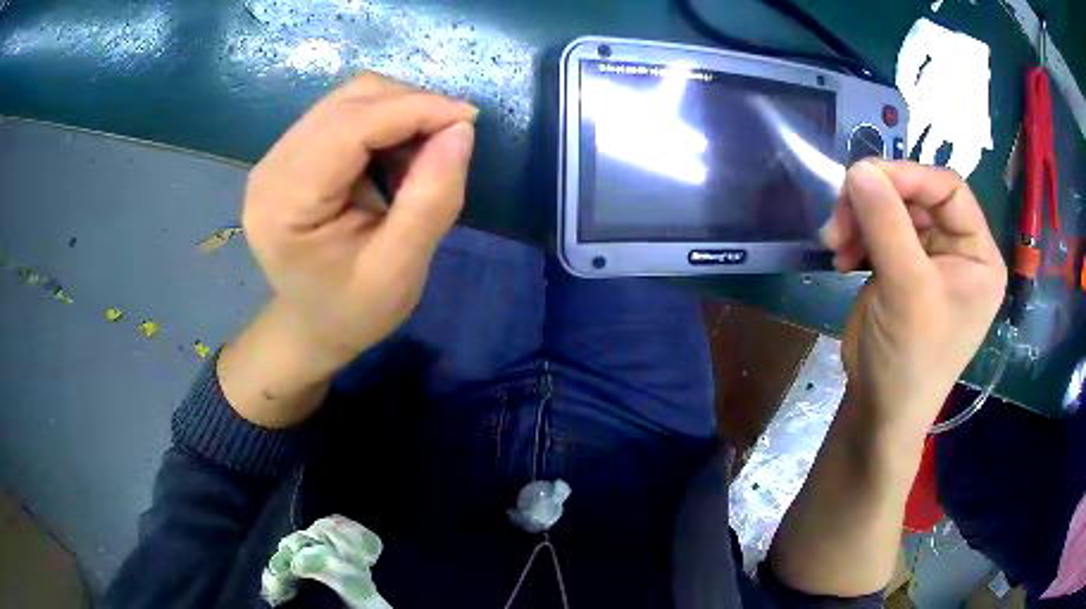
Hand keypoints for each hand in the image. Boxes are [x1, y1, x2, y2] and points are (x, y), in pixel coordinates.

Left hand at [242, 73, 476, 376]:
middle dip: (410, 106)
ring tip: (423, 154)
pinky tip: (397, 155)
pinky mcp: (291, 152)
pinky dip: (384, 121)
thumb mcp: (400, 270)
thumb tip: (461, 129)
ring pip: (349, 98)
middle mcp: (271, 168)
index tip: (469, 119)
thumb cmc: (353, 311)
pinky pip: (345, 112)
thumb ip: (431, 199)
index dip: (414, 110)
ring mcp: (277, 156)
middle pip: (349, 101)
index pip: (350, 127)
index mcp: (285, 204)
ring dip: (399, 111)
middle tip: (451, 140)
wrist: (312, 325)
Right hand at [820, 161, 1006, 438]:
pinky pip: (877, 232)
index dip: (909, 177)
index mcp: (978, 255)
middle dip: (876, 202)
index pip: (949, 190)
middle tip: (839, 218)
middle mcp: (957, 251)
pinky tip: (840, 256)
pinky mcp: (901, 269)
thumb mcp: (906, 291)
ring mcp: (928, 260)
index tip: (863, 177)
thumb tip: (859, 168)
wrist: (878, 413)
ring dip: (859, 219)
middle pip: (916, 198)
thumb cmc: (909, 361)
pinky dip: (856, 236)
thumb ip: (886, 224)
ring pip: (892, 211)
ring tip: (835, 243)